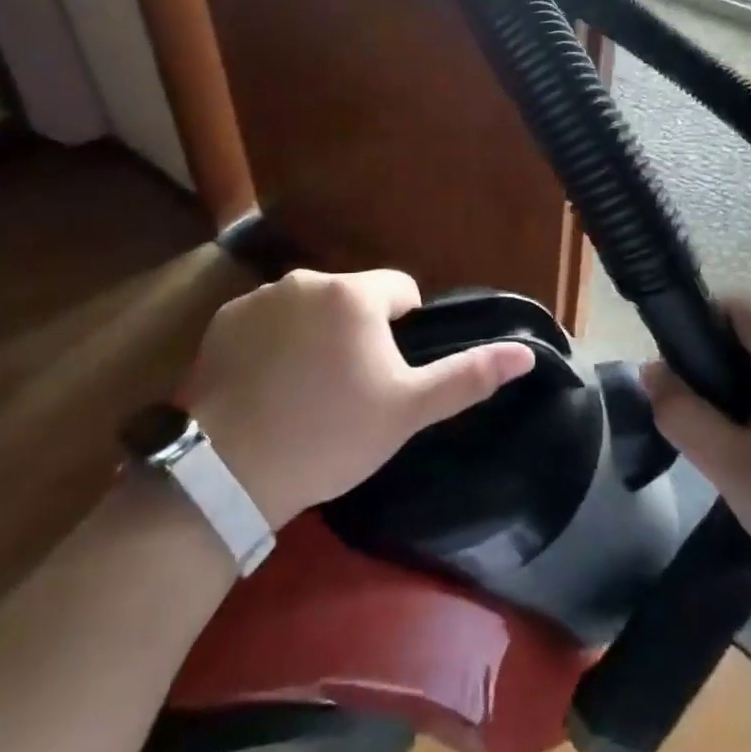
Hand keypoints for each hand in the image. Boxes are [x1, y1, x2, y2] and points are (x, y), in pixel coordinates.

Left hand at [179, 269, 534, 527]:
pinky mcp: (223, 320)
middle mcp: (307, 280)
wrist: (228, 472)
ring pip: (307, 308)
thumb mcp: (407, 411)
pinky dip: (272, 343)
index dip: (401, 331)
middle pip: (351, 298)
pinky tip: (265, 387)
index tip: (384, 376)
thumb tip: (527, 352)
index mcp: (354, 294)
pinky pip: (265, 321)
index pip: (400, 291)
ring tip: (302, 391)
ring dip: (314, 334)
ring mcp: (260, 298)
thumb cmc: (330, 435)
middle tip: (345, 389)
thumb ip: (467, 375)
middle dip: (356, 331)